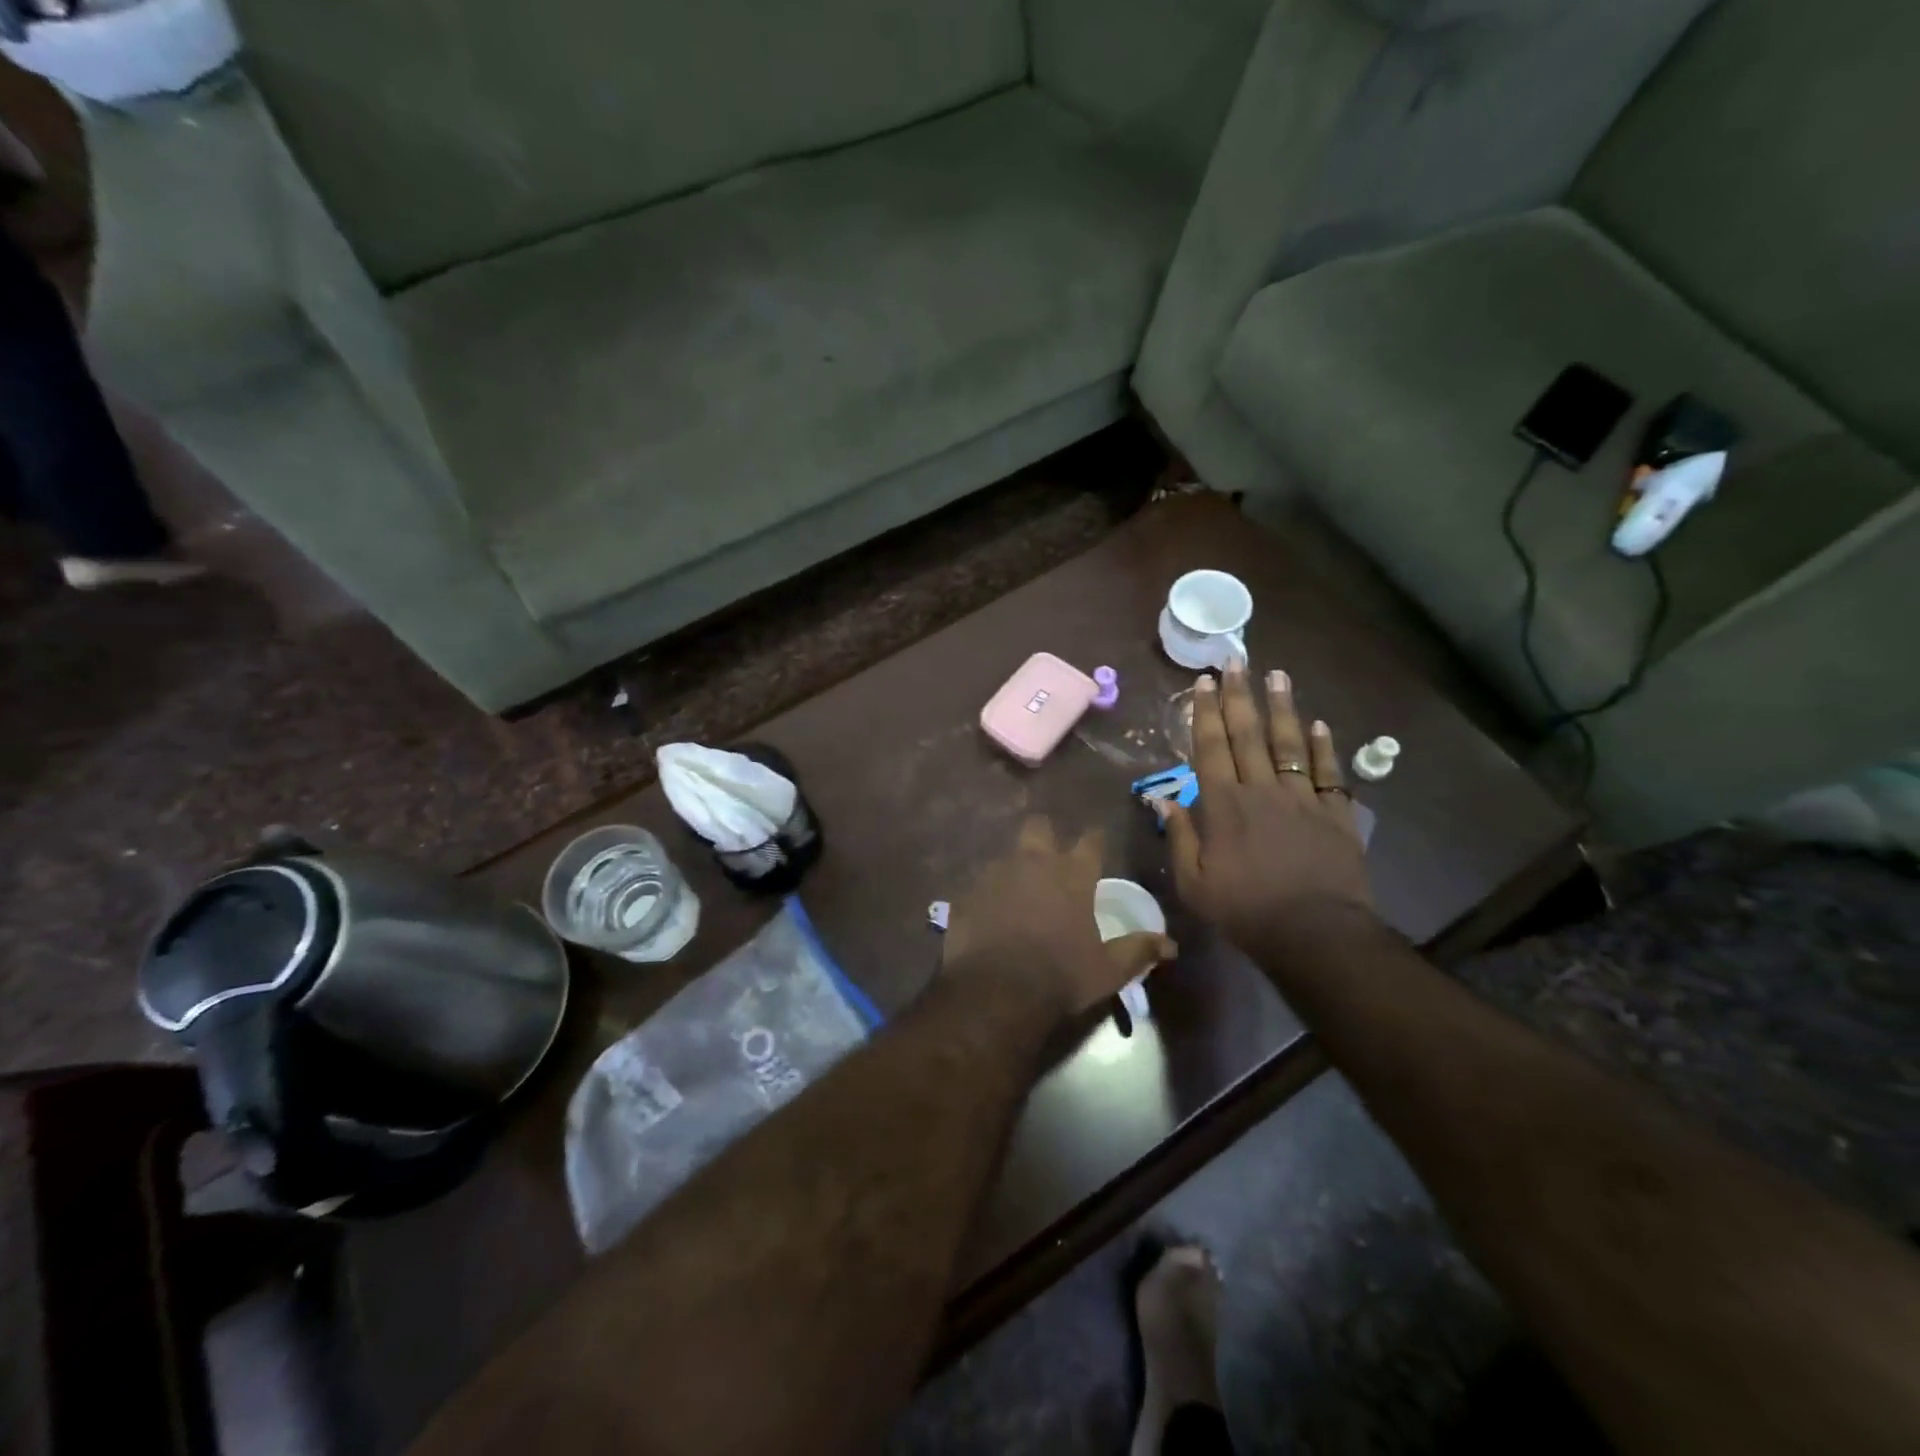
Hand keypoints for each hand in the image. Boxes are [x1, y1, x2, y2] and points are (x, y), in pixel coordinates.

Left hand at [943, 817, 1175, 1015]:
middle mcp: (1034, 862)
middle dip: (1045, 835)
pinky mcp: (967, 892)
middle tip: (1050, 856)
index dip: (1094, 839)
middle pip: (1038, 826)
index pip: (1090, 840)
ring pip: (1006, 854)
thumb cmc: (1061, 976)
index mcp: (1072, 874)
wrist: (997, 990)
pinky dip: (988, 895)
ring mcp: (996, 874)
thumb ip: (1137, 951)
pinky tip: (990, 915)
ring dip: (1015, 867)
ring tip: (1018, 892)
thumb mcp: (1108, 970)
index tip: (1096, 841)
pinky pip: (980, 884)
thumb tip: (1169, 946)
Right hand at [1163, 663, 1373, 955]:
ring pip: (1290, 743)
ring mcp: (1302, 798)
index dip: (1206, 712)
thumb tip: (1162, 799)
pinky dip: (1324, 747)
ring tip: (1277, 675)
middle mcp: (1262, 790)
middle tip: (1237, 661)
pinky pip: (1328, 772)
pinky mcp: (1336, 813)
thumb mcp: (1194, 882)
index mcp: (1224, 805)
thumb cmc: (1245, 910)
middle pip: (1248, 734)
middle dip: (1240, 695)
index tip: (1204, 682)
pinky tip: (1320, 725)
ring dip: (1282, 707)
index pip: (1211, 747)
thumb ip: (1179, 836)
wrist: (1314, 933)